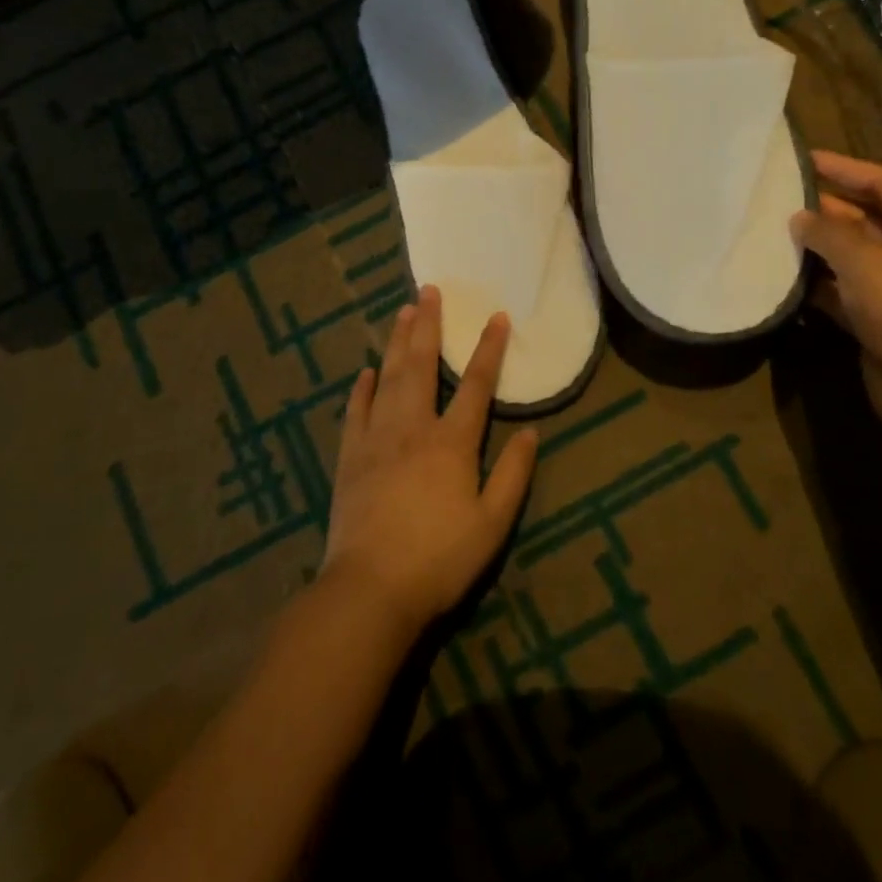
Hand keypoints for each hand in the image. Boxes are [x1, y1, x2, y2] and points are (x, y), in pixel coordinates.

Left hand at [321, 286, 538, 638]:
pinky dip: (361, 388)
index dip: (489, 349)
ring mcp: (377, 439)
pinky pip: (356, 411)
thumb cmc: (439, 559)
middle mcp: (413, 428)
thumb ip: (513, 475)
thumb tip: (531, 432)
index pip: (477, 385)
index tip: (497, 317)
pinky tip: (365, 372)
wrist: (370, 590)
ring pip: (388, 378)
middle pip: (422, 366)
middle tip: (429, 291)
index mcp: (452, 442)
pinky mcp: (350, 457)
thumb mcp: (492, 524)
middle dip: (429, 326)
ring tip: (402, 312)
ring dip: (397, 343)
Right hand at [791, 151, 881, 440]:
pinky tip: (783, 276)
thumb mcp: (865, 260)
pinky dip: (816, 284)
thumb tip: (798, 218)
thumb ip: (827, 232)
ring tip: (771, 231)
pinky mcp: (877, 320)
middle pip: (865, 219)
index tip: (803, 159)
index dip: (844, 168)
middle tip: (779, 196)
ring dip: (816, 247)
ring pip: (850, 257)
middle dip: (824, 209)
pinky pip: (841, 290)